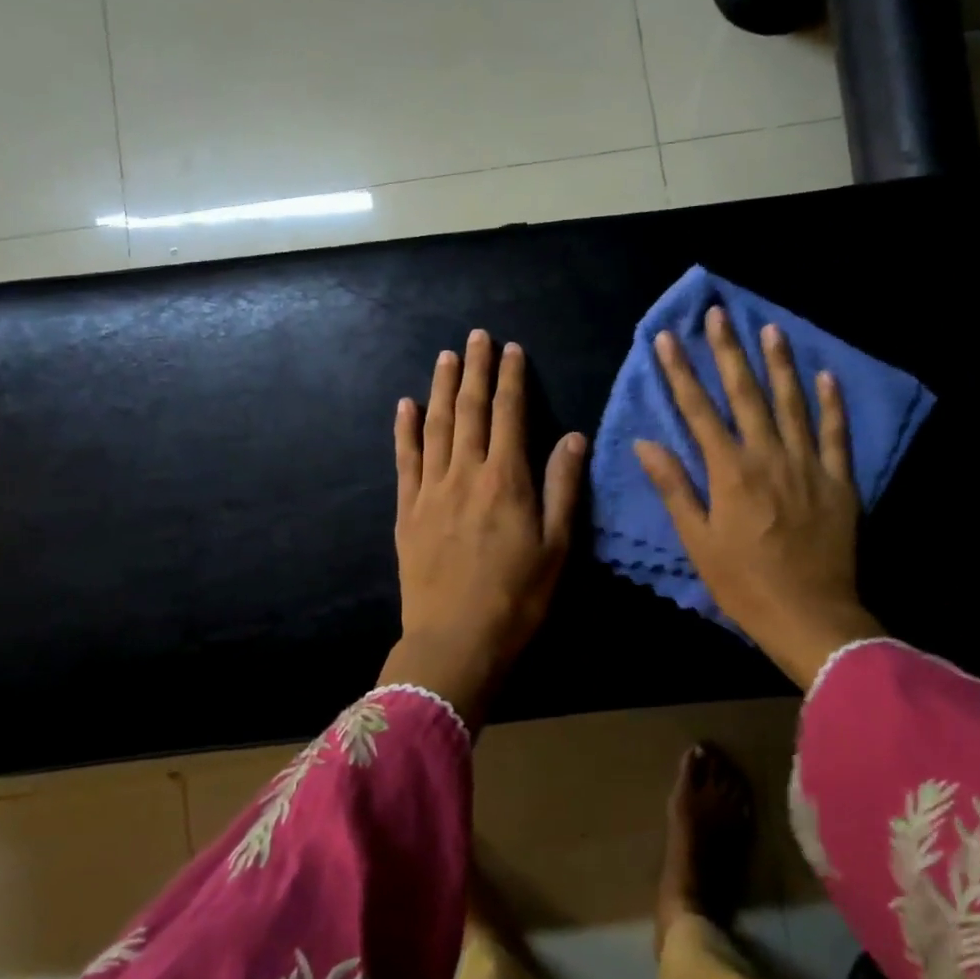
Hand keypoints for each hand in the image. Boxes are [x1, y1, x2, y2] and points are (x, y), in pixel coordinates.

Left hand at [385, 329, 585, 726]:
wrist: (456, 641)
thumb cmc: (517, 598)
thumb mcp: (556, 546)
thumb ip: (563, 487)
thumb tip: (574, 436)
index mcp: (506, 480)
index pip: (509, 415)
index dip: (511, 380)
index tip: (512, 350)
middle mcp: (466, 474)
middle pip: (470, 410)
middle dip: (475, 370)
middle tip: (477, 337)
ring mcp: (431, 490)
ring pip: (436, 426)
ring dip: (442, 388)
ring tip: (446, 357)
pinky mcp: (407, 511)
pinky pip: (405, 460)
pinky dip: (405, 430)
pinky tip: (406, 405)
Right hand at [633, 307, 882, 689]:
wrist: (810, 616)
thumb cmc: (743, 584)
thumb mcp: (697, 541)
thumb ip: (674, 487)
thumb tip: (645, 443)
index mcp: (730, 471)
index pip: (698, 410)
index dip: (680, 372)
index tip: (667, 339)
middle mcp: (768, 456)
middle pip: (745, 394)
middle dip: (728, 351)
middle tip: (718, 313)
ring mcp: (808, 465)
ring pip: (791, 403)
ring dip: (779, 364)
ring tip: (769, 329)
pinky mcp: (839, 480)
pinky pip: (836, 433)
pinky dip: (831, 403)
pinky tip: (825, 375)